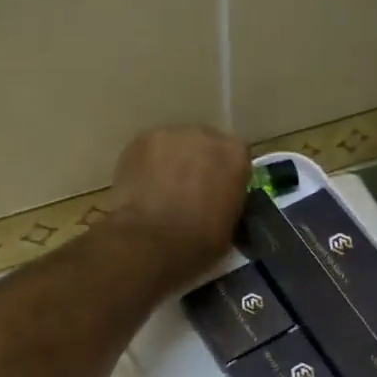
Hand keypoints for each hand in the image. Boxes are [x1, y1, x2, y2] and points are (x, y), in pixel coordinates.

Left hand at [107, 126, 250, 277]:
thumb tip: (218, 203)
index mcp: (235, 155)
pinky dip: (146, 166)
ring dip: (171, 162)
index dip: (224, 175)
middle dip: (197, 164)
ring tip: (160, 190)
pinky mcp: (140, 141)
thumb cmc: (198, 242)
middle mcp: (207, 136)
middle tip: (187, 191)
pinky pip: (148, 151)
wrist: (150, 242)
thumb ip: (227, 202)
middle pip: (204, 145)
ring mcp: (170, 135)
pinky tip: (140, 187)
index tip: (216, 193)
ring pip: (174, 145)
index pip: (236, 157)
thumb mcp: (230, 226)